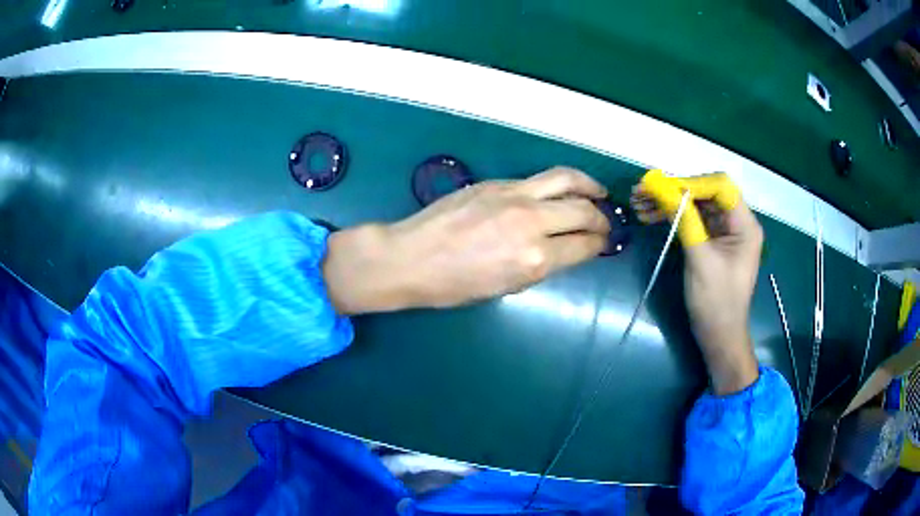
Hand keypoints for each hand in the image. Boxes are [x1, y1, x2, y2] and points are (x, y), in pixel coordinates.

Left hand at [324, 167, 610, 313]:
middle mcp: (532, 223)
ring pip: (566, 180)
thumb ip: (540, 267)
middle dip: (601, 218)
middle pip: (583, 211)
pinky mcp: (498, 183)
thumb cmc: (453, 286)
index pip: (584, 246)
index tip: (604, 244)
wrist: (411, 257)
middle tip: (605, 222)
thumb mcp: (505, 288)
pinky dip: (557, 185)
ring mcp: (515, 196)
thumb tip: (564, 252)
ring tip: (598, 193)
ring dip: (589, 186)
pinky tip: (558, 192)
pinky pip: (538, 180)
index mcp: (535, 260)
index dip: (600, 245)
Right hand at [632, 176, 762, 394]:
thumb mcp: (700, 259)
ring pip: (696, 204)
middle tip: (643, 193)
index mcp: (744, 225)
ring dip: (669, 202)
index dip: (691, 183)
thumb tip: (661, 188)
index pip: (720, 187)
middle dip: (675, 190)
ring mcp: (724, 231)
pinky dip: (672, 216)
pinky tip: (651, 216)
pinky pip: (692, 219)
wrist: (718, 336)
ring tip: (639, 204)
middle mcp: (736, 222)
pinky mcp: (712, 241)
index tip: (660, 189)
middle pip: (705, 192)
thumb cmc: (716, 302)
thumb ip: (685, 220)